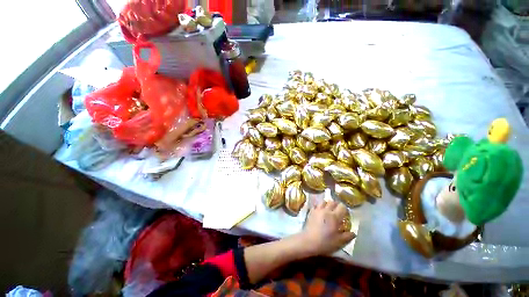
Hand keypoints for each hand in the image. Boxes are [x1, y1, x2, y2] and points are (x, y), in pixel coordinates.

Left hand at [299, 200, 355, 255]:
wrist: (309, 241)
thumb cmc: (326, 242)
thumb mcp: (340, 242)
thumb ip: (348, 236)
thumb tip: (353, 233)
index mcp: (334, 216)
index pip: (342, 206)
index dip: (345, 209)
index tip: (345, 215)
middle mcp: (326, 210)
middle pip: (333, 202)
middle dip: (336, 205)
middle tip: (338, 212)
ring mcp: (317, 210)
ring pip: (324, 202)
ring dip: (327, 204)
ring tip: (328, 211)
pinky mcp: (311, 211)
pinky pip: (316, 205)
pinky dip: (319, 207)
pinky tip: (320, 212)